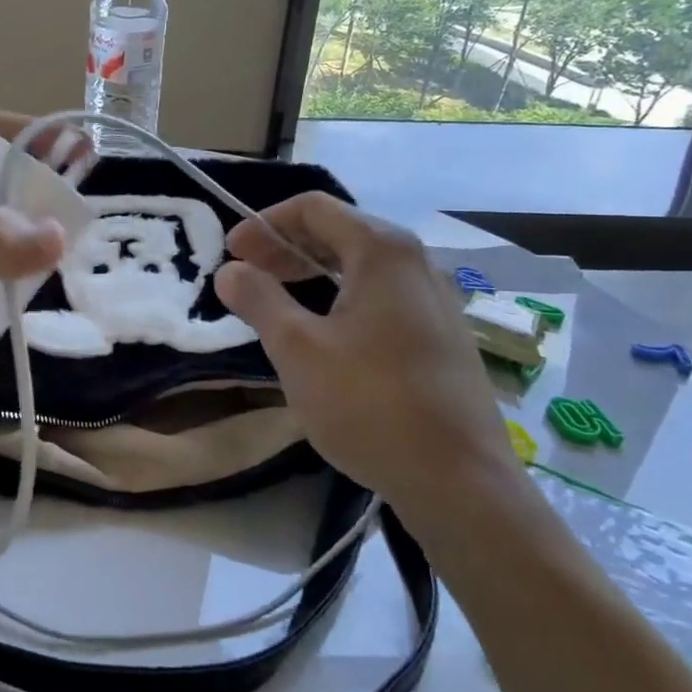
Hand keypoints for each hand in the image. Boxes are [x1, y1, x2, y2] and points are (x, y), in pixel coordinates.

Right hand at [212, 192, 518, 517]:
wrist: (461, 483)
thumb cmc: (371, 404)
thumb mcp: (298, 349)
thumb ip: (259, 299)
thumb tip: (230, 270)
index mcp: (382, 251)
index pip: (314, 208)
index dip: (264, 223)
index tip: (231, 252)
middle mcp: (415, 262)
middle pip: (339, 232)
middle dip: (285, 247)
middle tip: (246, 275)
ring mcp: (435, 299)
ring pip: (360, 266)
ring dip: (311, 273)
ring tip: (276, 302)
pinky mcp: (441, 334)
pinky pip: (381, 295)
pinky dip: (341, 297)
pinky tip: (322, 333)